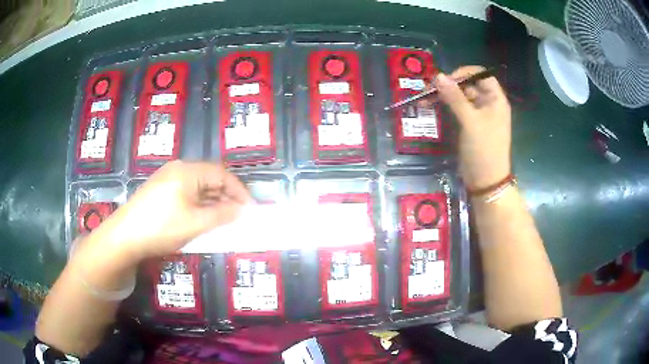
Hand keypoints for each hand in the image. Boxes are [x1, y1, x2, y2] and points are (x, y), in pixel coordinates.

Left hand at [91, 161, 251, 261]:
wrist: (124, 236)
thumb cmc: (162, 227)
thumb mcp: (196, 223)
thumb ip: (222, 214)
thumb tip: (242, 210)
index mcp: (188, 171)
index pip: (222, 175)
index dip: (240, 191)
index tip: (251, 209)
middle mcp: (178, 169)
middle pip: (210, 178)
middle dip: (227, 196)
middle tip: (239, 215)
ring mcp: (167, 179)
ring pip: (198, 186)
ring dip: (213, 201)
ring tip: (224, 219)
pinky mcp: (160, 190)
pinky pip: (187, 192)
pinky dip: (199, 204)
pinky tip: (202, 217)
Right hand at [433, 66, 511, 189]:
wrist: (486, 181)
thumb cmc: (484, 149)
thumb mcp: (470, 122)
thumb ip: (455, 98)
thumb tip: (438, 76)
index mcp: (495, 100)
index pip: (481, 75)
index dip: (464, 73)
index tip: (447, 79)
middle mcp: (488, 104)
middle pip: (469, 84)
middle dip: (450, 84)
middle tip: (430, 89)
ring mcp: (479, 115)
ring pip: (461, 96)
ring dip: (445, 95)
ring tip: (425, 98)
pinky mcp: (470, 124)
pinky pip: (457, 109)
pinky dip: (445, 106)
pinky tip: (431, 106)